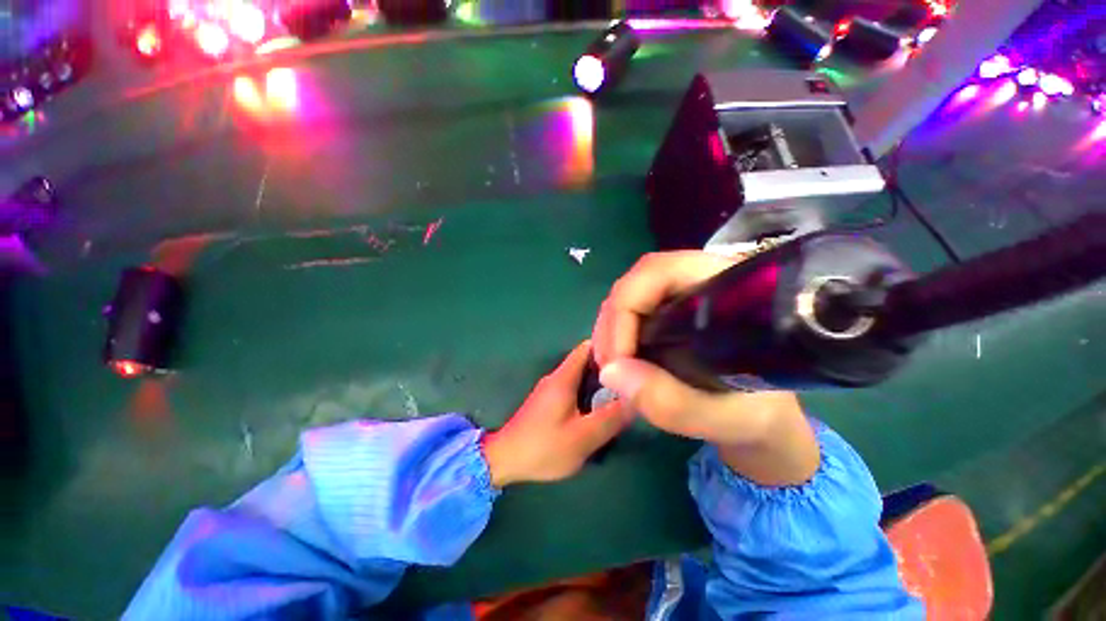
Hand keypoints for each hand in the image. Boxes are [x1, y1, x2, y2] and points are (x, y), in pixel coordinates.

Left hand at [481, 341, 631, 487]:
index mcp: (563, 378)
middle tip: (632, 377)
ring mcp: (550, 389)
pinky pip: (573, 388)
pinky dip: (589, 391)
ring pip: (580, 376)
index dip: (609, 347)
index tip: (630, 354)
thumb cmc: (544, 447)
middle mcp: (556, 377)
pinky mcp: (548, 401)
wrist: (505, 460)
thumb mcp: (582, 437)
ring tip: (622, 391)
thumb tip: (634, 400)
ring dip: (599, 381)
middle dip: (608, 367)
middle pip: (585, 361)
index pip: (587, 348)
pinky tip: (600, 406)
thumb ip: (609, 418)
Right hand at [591, 251, 818, 486]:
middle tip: (607, 366)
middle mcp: (702, 280)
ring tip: (609, 366)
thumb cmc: (756, 414)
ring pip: (631, 294)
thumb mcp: (721, 417)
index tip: (618, 358)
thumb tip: (609, 372)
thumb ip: (669, 401)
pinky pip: (632, 310)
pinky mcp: (670, 310)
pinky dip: (616, 334)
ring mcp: (683, 294)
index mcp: (728, 289)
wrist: (763, 417)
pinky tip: (616, 359)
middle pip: (638, 281)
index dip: (627, 307)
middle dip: (613, 322)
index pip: (659, 272)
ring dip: (610, 328)